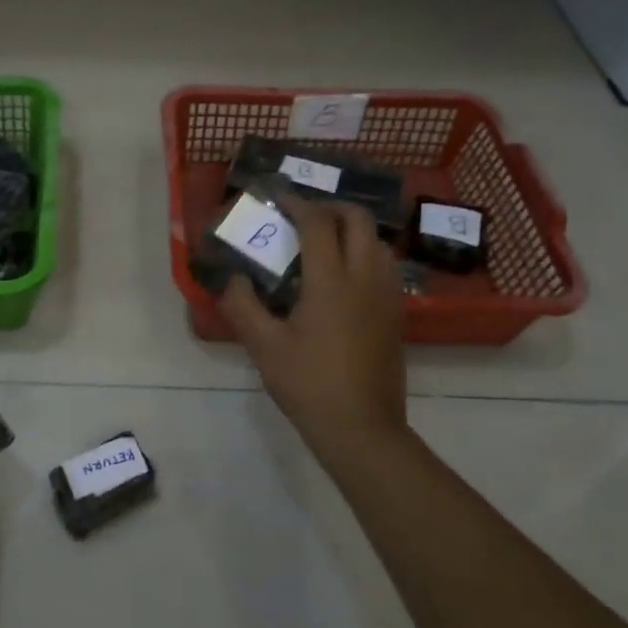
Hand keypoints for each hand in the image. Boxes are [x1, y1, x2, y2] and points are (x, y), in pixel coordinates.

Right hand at [218, 196, 405, 448]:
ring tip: (321, 242)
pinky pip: (383, 265)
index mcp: (331, 281)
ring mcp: (386, 296)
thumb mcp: (264, 347)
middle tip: (302, 215)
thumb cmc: (309, 385)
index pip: (317, 223)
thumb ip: (243, 306)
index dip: (296, 203)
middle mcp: (365, 278)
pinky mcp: (395, 314)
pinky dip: (363, 253)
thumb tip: (232, 279)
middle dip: (329, 207)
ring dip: (350, 229)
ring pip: (376, 241)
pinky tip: (341, 277)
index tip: (277, 198)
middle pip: (358, 220)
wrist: (362, 429)